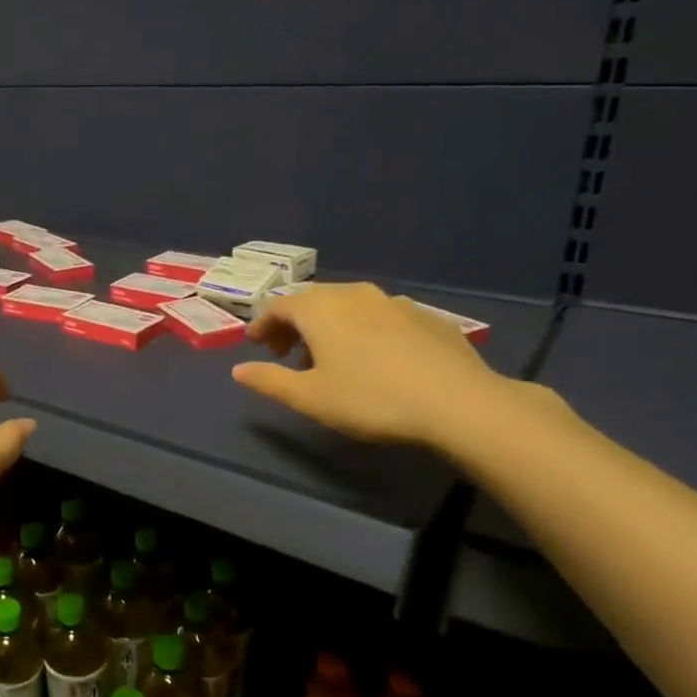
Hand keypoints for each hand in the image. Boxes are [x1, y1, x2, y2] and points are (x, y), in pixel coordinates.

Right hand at [231, 283, 508, 449]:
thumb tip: (238, 370)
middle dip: (294, 323)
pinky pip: (380, 315)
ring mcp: (394, 302)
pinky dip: (363, 329)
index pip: (280, 305)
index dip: (263, 324)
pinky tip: (374, 357)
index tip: (256, 345)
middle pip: (313, 300)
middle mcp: (355, 294)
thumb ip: (269, 381)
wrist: (458, 402)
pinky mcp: (426, 316)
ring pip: (349, 305)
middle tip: (287, 353)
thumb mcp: (310, 398)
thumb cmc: (370, 399)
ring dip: (329, 326)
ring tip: (329, 358)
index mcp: (321, 310)